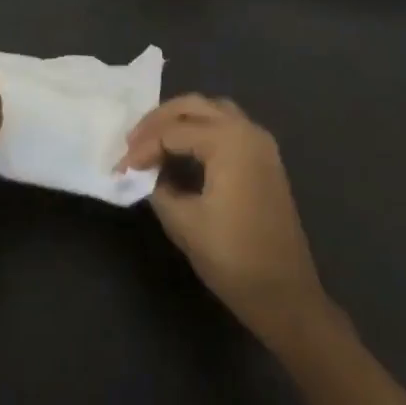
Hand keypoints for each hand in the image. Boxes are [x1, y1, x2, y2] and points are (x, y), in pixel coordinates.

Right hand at [121, 95, 324, 336]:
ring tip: (153, 141)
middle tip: (132, 143)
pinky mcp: (264, 159)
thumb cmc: (234, 259)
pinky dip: (200, 129)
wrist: (287, 297)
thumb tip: (146, 174)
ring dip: (180, 120)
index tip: (119, 169)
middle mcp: (247, 130)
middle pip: (193, 106)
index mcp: (228, 140)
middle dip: (158, 121)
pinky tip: (182, 151)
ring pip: (211, 111)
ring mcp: (260, 143)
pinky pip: (226, 126)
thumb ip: (158, 188)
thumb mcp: (184, 223)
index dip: (142, 149)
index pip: (173, 132)